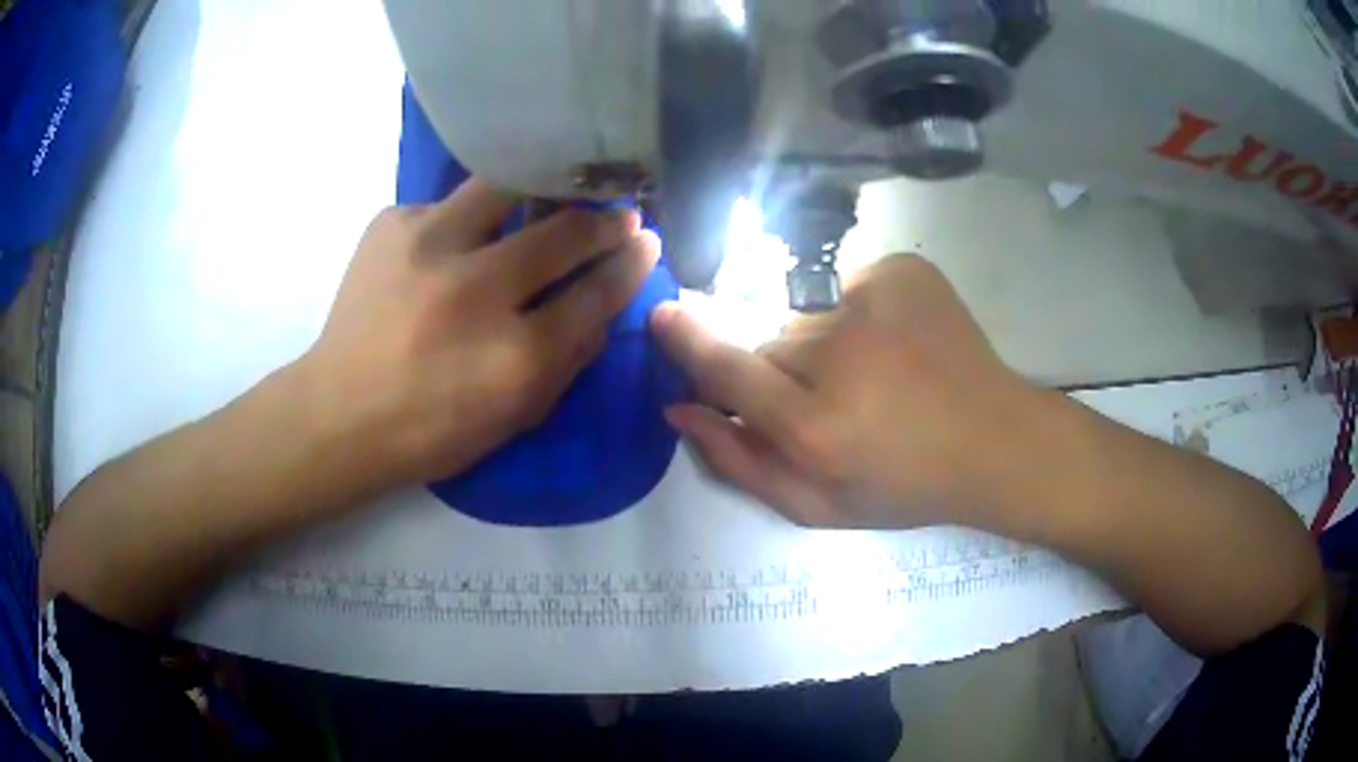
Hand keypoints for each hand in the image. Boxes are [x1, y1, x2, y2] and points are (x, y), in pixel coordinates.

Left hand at [301, 179, 659, 491]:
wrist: (338, 413)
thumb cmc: (431, 429)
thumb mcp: (514, 415)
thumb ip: (569, 358)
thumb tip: (605, 299)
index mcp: (514, 355)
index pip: (596, 291)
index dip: (630, 263)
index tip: (646, 242)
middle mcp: (475, 289)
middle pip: (563, 232)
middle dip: (603, 220)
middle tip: (619, 213)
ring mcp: (428, 245)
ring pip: (508, 187)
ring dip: (541, 192)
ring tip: (551, 197)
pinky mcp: (392, 222)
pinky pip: (450, 205)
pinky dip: (466, 220)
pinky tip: (456, 243)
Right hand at [650, 254, 1041, 530]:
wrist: (995, 440)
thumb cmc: (905, 486)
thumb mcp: (817, 506)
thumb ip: (739, 461)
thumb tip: (679, 409)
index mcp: (817, 427)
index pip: (727, 367)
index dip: (688, 341)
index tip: (662, 315)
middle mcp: (840, 354)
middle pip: (770, 342)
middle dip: (781, 370)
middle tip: (831, 400)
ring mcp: (875, 301)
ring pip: (809, 316)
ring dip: (824, 343)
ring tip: (876, 374)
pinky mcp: (902, 271)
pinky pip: (849, 288)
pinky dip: (859, 313)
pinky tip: (898, 346)